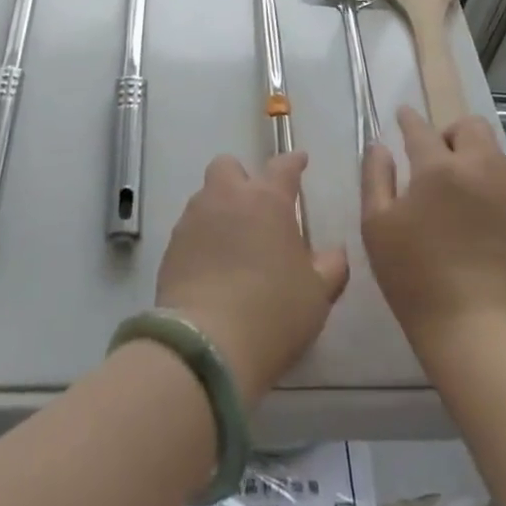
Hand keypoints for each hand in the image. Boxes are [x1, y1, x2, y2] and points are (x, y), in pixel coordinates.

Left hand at [156, 152, 348, 404]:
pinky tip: (211, 267)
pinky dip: (201, 239)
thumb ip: (330, 266)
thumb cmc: (273, 312)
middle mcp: (227, 197)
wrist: (207, 344)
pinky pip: (190, 230)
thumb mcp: (317, 294)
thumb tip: (334, 252)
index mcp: (267, 200)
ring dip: (219, 209)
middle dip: (241, 178)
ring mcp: (194, 219)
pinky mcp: (171, 247)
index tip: (300, 161)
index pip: (283, 166)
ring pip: (205, 196)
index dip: (294, 162)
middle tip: (255, 206)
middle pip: (228, 166)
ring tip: (232, 242)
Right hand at [363, 108, 505, 359]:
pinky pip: (500, 174)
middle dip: (447, 132)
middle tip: (429, 158)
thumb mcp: (377, 224)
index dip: (408, 119)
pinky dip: (482, 174)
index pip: (420, 128)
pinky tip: (466, 203)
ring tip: (448, 181)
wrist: (473, 326)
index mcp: (438, 167)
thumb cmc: (414, 275)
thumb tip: (380, 147)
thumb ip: (375, 177)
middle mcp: (477, 168)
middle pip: (469, 126)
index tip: (401, 115)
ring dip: (468, 151)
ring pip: (489, 148)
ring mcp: (503, 191)